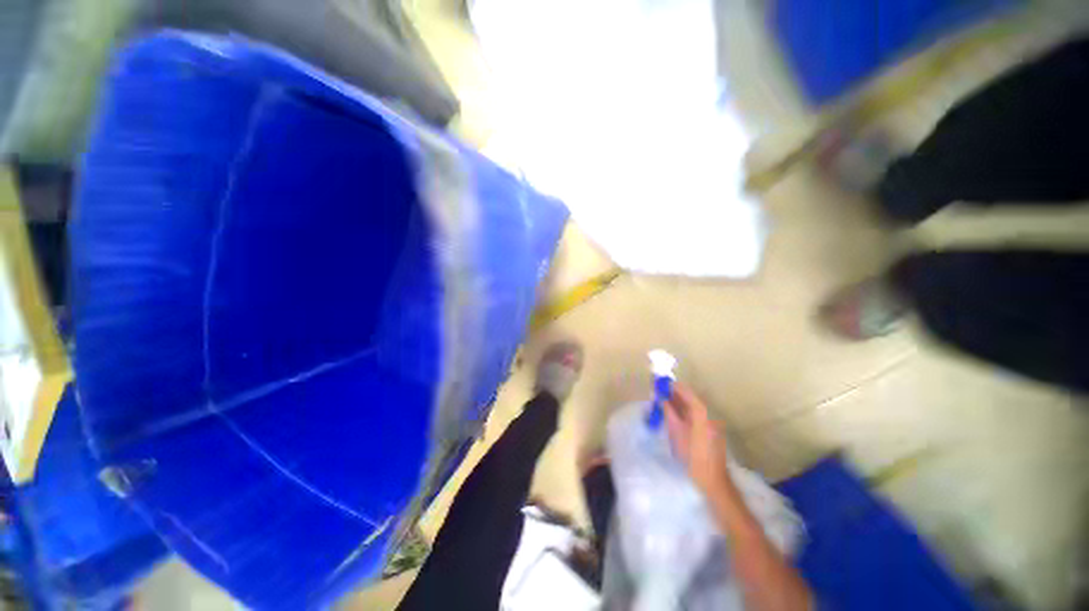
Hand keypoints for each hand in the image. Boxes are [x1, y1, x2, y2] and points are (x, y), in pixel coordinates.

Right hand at [664, 384, 731, 495]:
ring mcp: (712, 423)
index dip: (673, 387)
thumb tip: (662, 398)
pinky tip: (674, 416)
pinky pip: (696, 415)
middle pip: (691, 398)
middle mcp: (709, 414)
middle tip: (659, 394)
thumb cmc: (691, 455)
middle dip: (675, 394)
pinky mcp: (711, 431)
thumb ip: (669, 412)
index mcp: (702, 413)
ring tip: (664, 404)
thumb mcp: (676, 432)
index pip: (687, 392)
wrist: (712, 479)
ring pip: (693, 407)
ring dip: (679, 403)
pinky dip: (685, 412)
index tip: (660, 384)